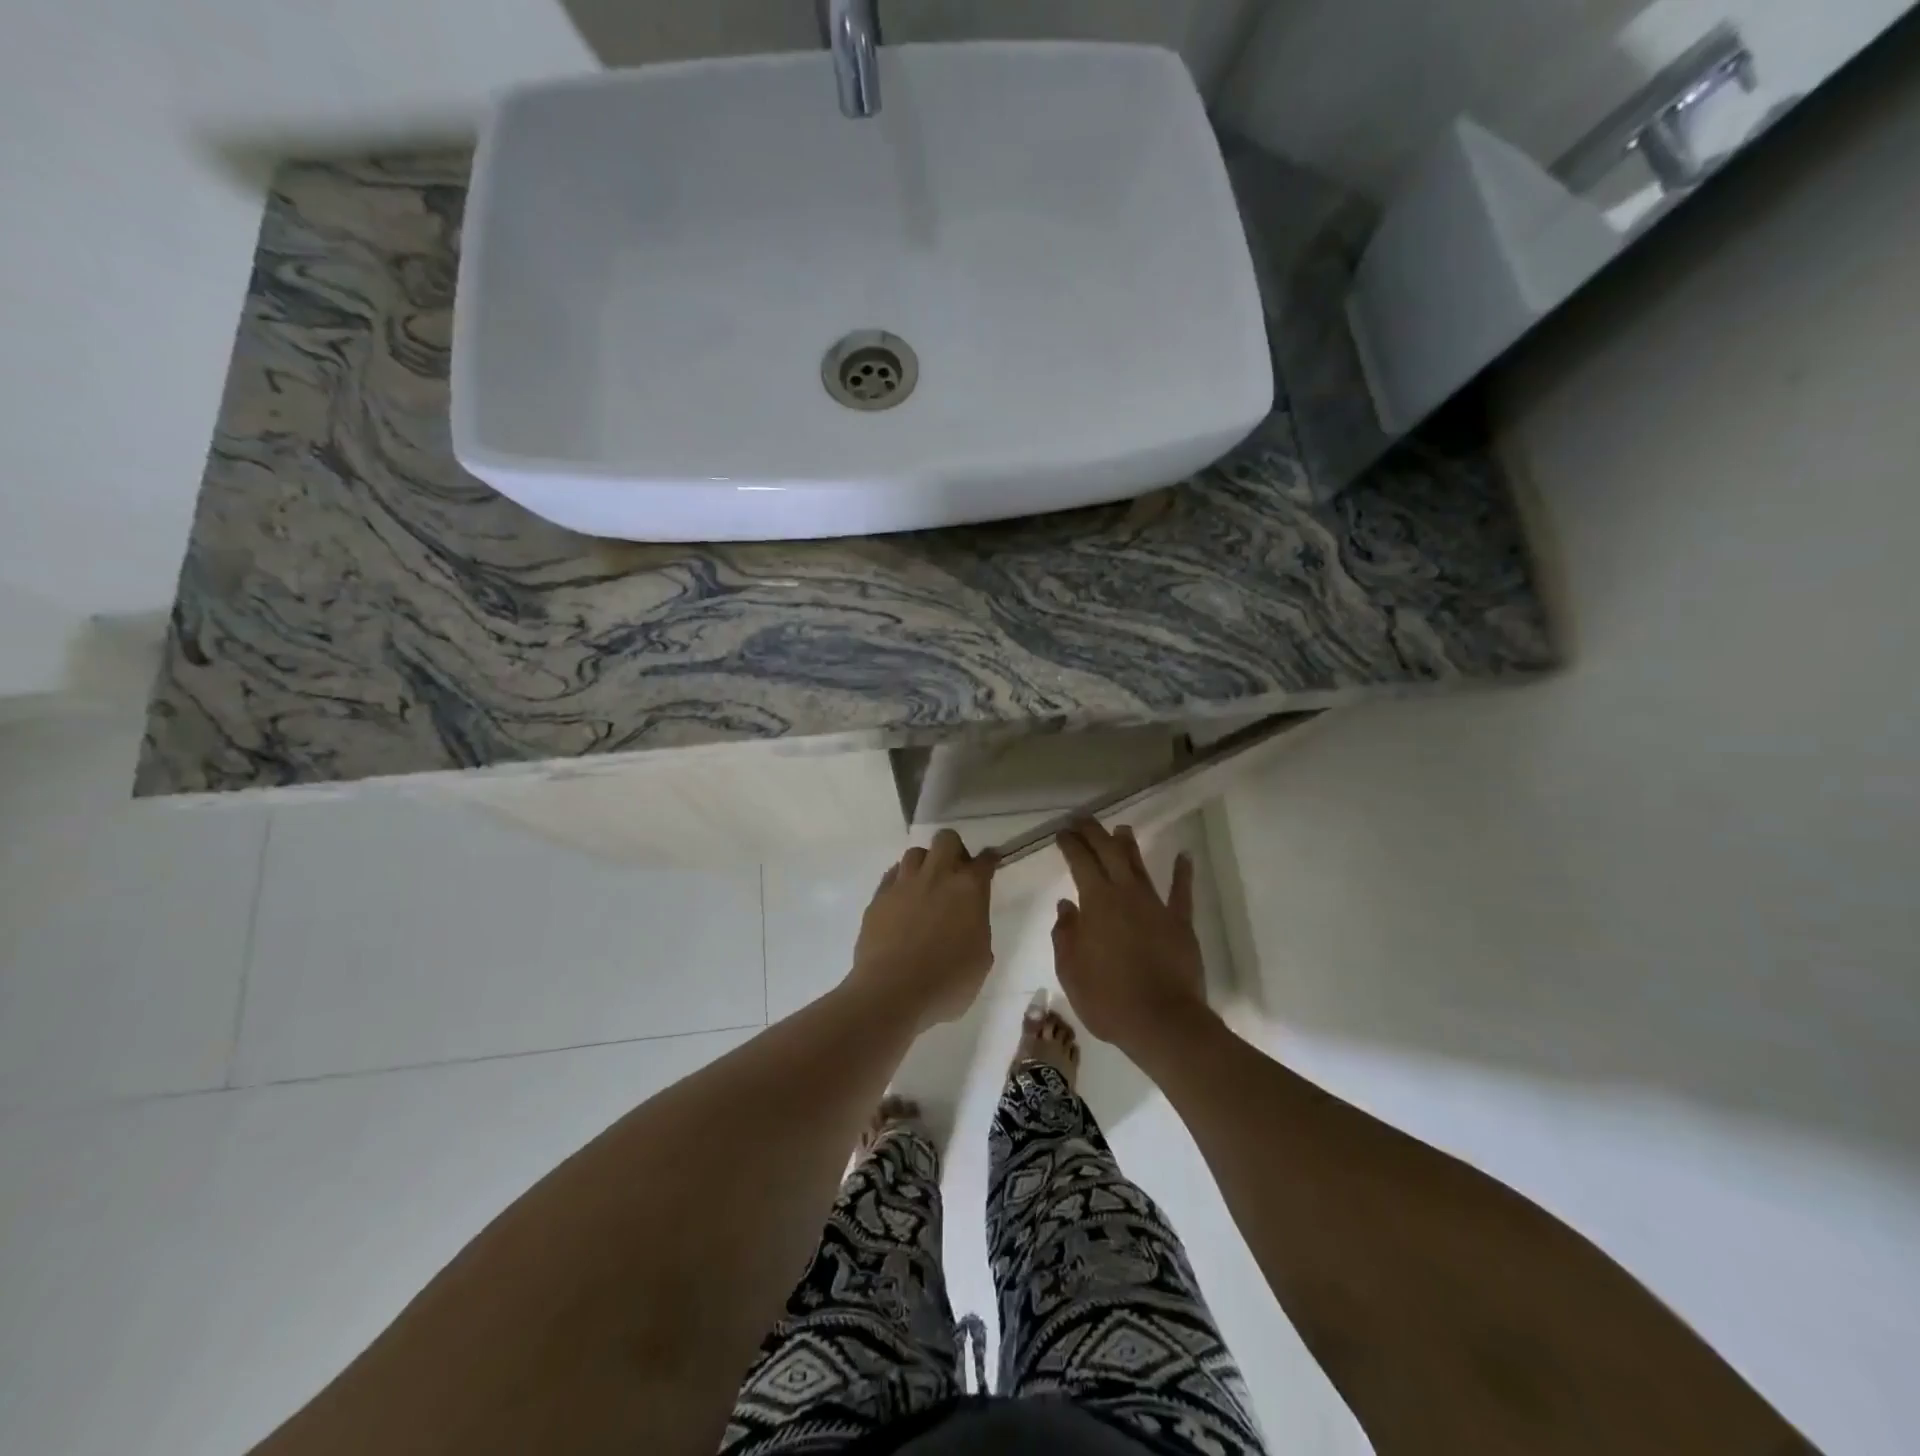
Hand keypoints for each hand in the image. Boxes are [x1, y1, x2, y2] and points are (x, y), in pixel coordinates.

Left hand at [847, 830, 998, 1029]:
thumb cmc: (946, 983)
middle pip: (946, 839)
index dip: (989, 860)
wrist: (891, 993)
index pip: (984, 861)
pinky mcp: (878, 897)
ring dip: (925, 864)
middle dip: (954, 850)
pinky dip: (900, 881)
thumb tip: (968, 921)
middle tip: (955, 874)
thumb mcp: (980, 960)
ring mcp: (904, 884)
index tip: (989, 863)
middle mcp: (937, 877)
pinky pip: (892, 875)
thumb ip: (977, 929)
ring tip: (925, 886)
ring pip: (915, 853)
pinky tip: (902, 899)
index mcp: (968, 890)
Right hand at [1052, 821, 1211, 1058]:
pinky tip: (1185, 856)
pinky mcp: (1180, 922)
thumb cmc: (1108, 999)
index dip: (1070, 844)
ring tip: (1122, 829)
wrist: (1162, 1022)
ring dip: (1129, 845)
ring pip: (1140, 866)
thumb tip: (1066, 906)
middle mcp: (1126, 894)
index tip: (1062, 832)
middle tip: (1083, 820)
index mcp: (1096, 902)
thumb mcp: (1071, 971)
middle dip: (1095, 833)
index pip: (1080, 862)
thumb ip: (1066, 934)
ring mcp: (1156, 906)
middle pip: (1109, 853)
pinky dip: (1183, 872)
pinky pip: (1182, 892)